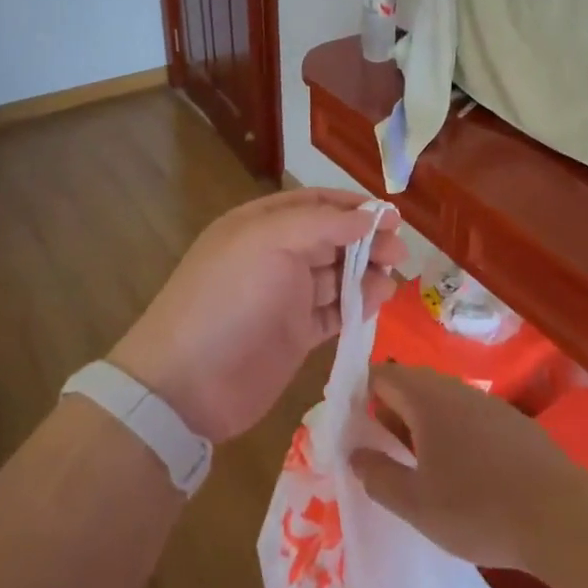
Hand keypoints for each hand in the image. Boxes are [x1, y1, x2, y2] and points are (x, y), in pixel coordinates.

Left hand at [109, 189, 406, 441]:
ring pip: (336, 275)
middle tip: (399, 250)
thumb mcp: (269, 243)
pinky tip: (379, 299)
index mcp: (260, 225)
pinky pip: (335, 311)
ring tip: (393, 276)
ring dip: (366, 271)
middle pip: (330, 238)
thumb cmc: (228, 299)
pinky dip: (358, 303)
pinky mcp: (295, 334)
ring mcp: (285, 297)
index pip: (314, 204)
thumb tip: (368, 217)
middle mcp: (274, 256)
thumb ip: (322, 224)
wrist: (188, 384)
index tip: (391, 216)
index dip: (352, 207)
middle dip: (366, 240)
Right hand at [351, 363, 582, 569]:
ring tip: (415, 463)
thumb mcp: (416, 504)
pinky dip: (450, 431)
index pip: (381, 376)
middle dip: (389, 410)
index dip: (359, 394)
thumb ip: (378, 476)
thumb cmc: (477, 508)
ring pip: (441, 400)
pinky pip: (467, 414)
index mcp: (426, 399)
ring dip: (420, 422)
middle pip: (411, 384)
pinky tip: (458, 469)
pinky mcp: (511, 421)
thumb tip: (355, 454)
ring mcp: (487, 402)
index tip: (351, 425)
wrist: (559, 515)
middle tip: (379, 448)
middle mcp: (455, 389)